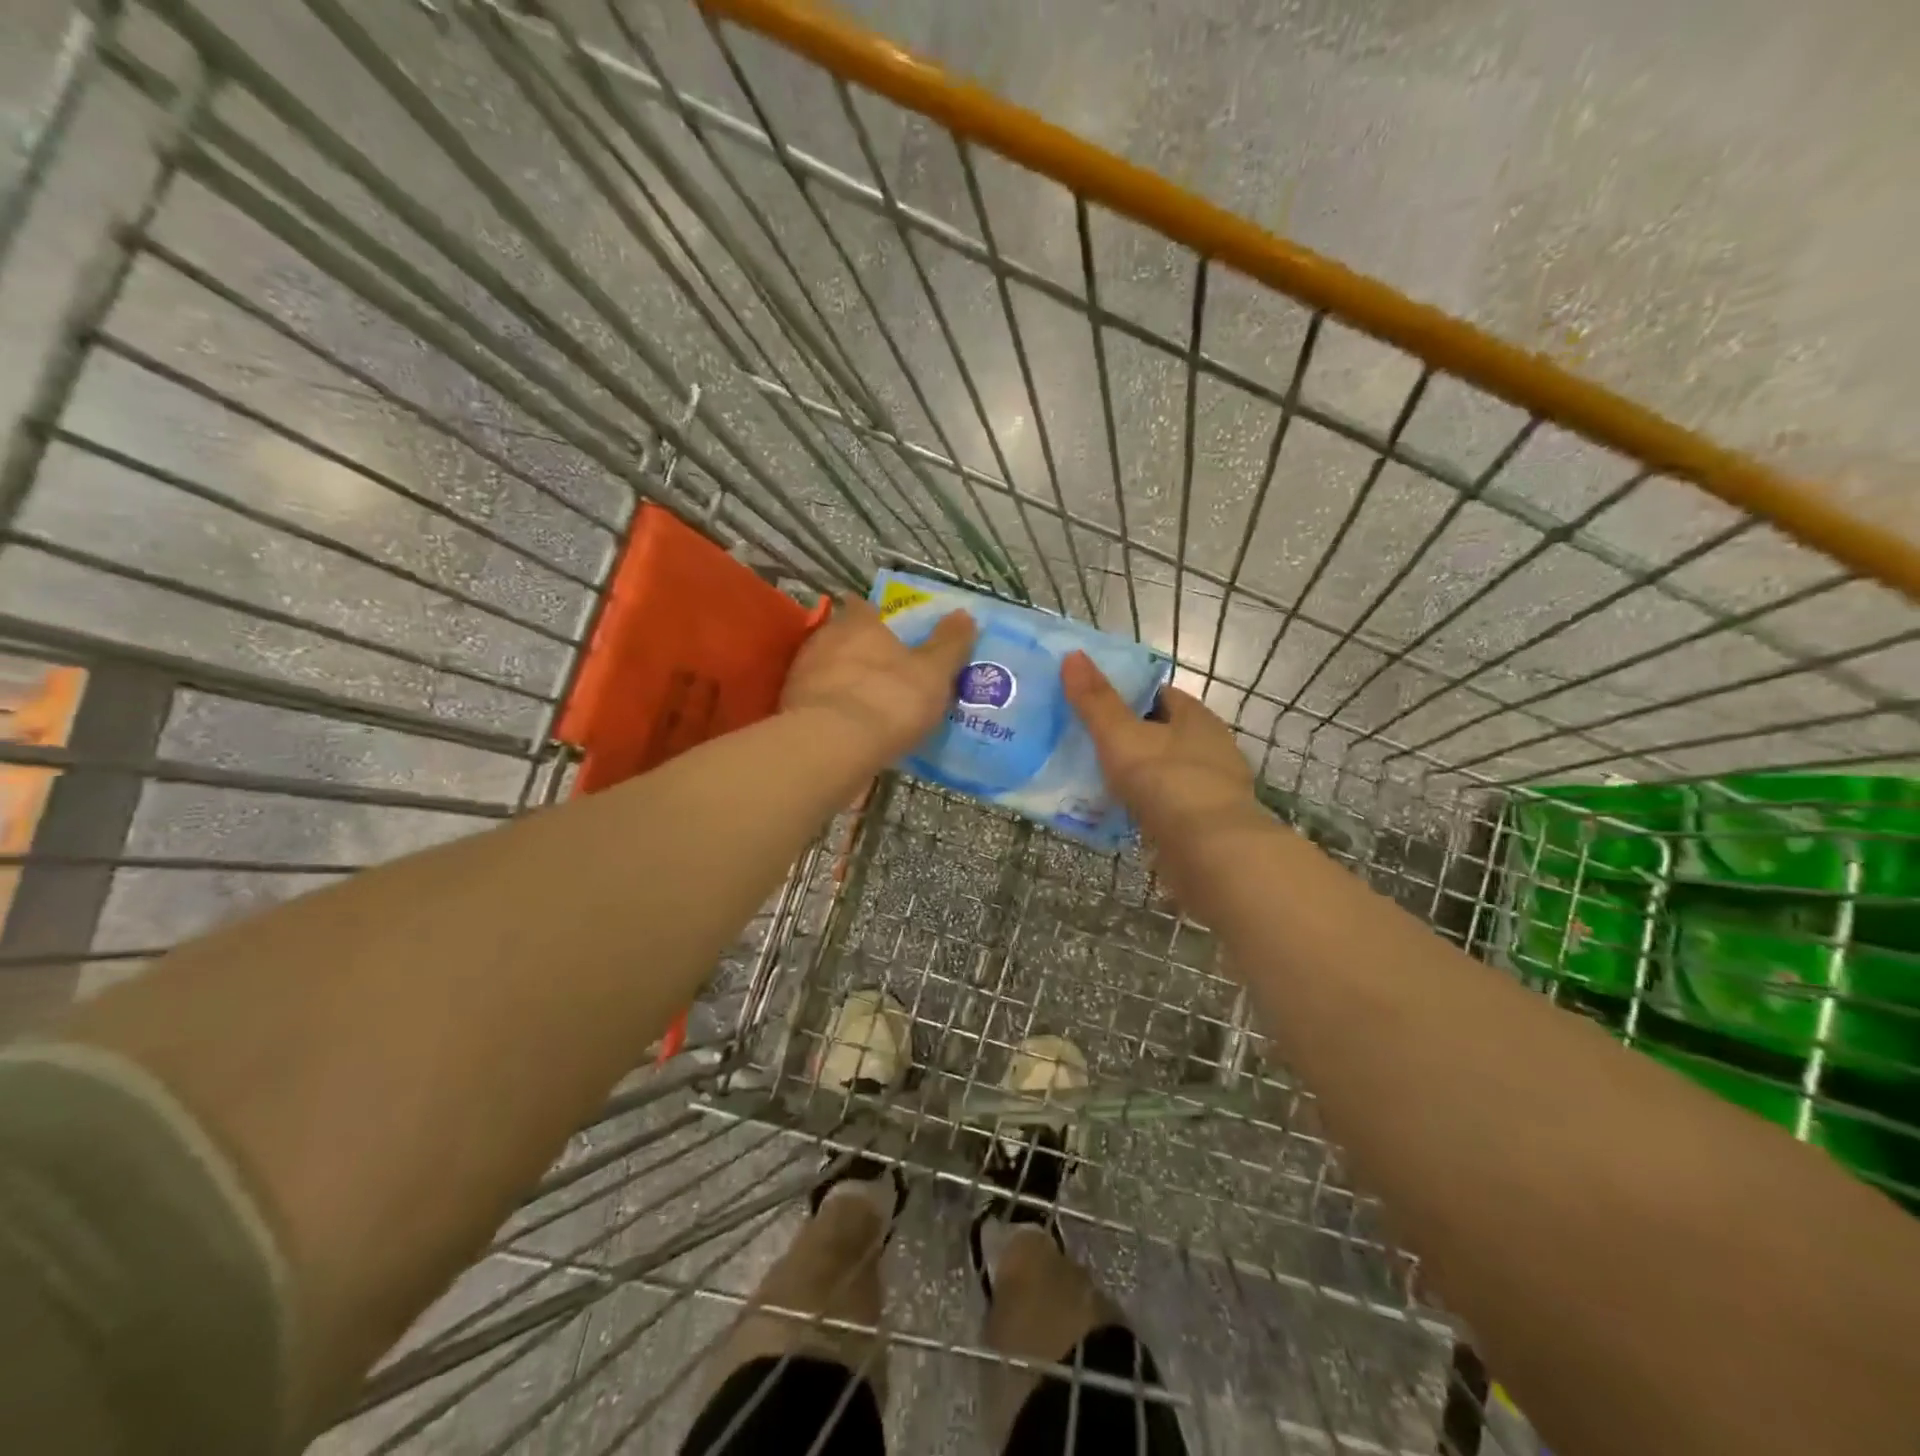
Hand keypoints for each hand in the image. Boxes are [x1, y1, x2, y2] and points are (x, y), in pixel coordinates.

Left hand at [782, 596, 975, 763]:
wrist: (833, 747)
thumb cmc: (890, 699)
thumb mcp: (934, 673)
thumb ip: (950, 643)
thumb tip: (964, 614)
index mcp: (858, 624)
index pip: (863, 606)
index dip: (875, 615)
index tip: (887, 628)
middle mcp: (824, 640)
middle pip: (841, 637)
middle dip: (859, 650)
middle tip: (883, 670)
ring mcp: (802, 675)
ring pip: (825, 670)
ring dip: (841, 680)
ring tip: (865, 702)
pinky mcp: (789, 709)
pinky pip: (816, 702)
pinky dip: (830, 709)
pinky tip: (846, 727)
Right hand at [1061, 651, 1258, 845]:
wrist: (1211, 852)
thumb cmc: (1167, 781)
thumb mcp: (1121, 736)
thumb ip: (1096, 700)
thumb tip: (1073, 655)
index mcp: (1196, 717)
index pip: (1159, 694)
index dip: (1127, 694)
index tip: (1093, 702)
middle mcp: (1210, 747)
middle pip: (1162, 733)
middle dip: (1129, 736)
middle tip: (1085, 741)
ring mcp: (1212, 787)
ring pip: (1165, 771)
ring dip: (1138, 774)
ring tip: (1095, 778)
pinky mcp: (1207, 824)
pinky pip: (1168, 805)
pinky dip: (1146, 806)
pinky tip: (1119, 814)